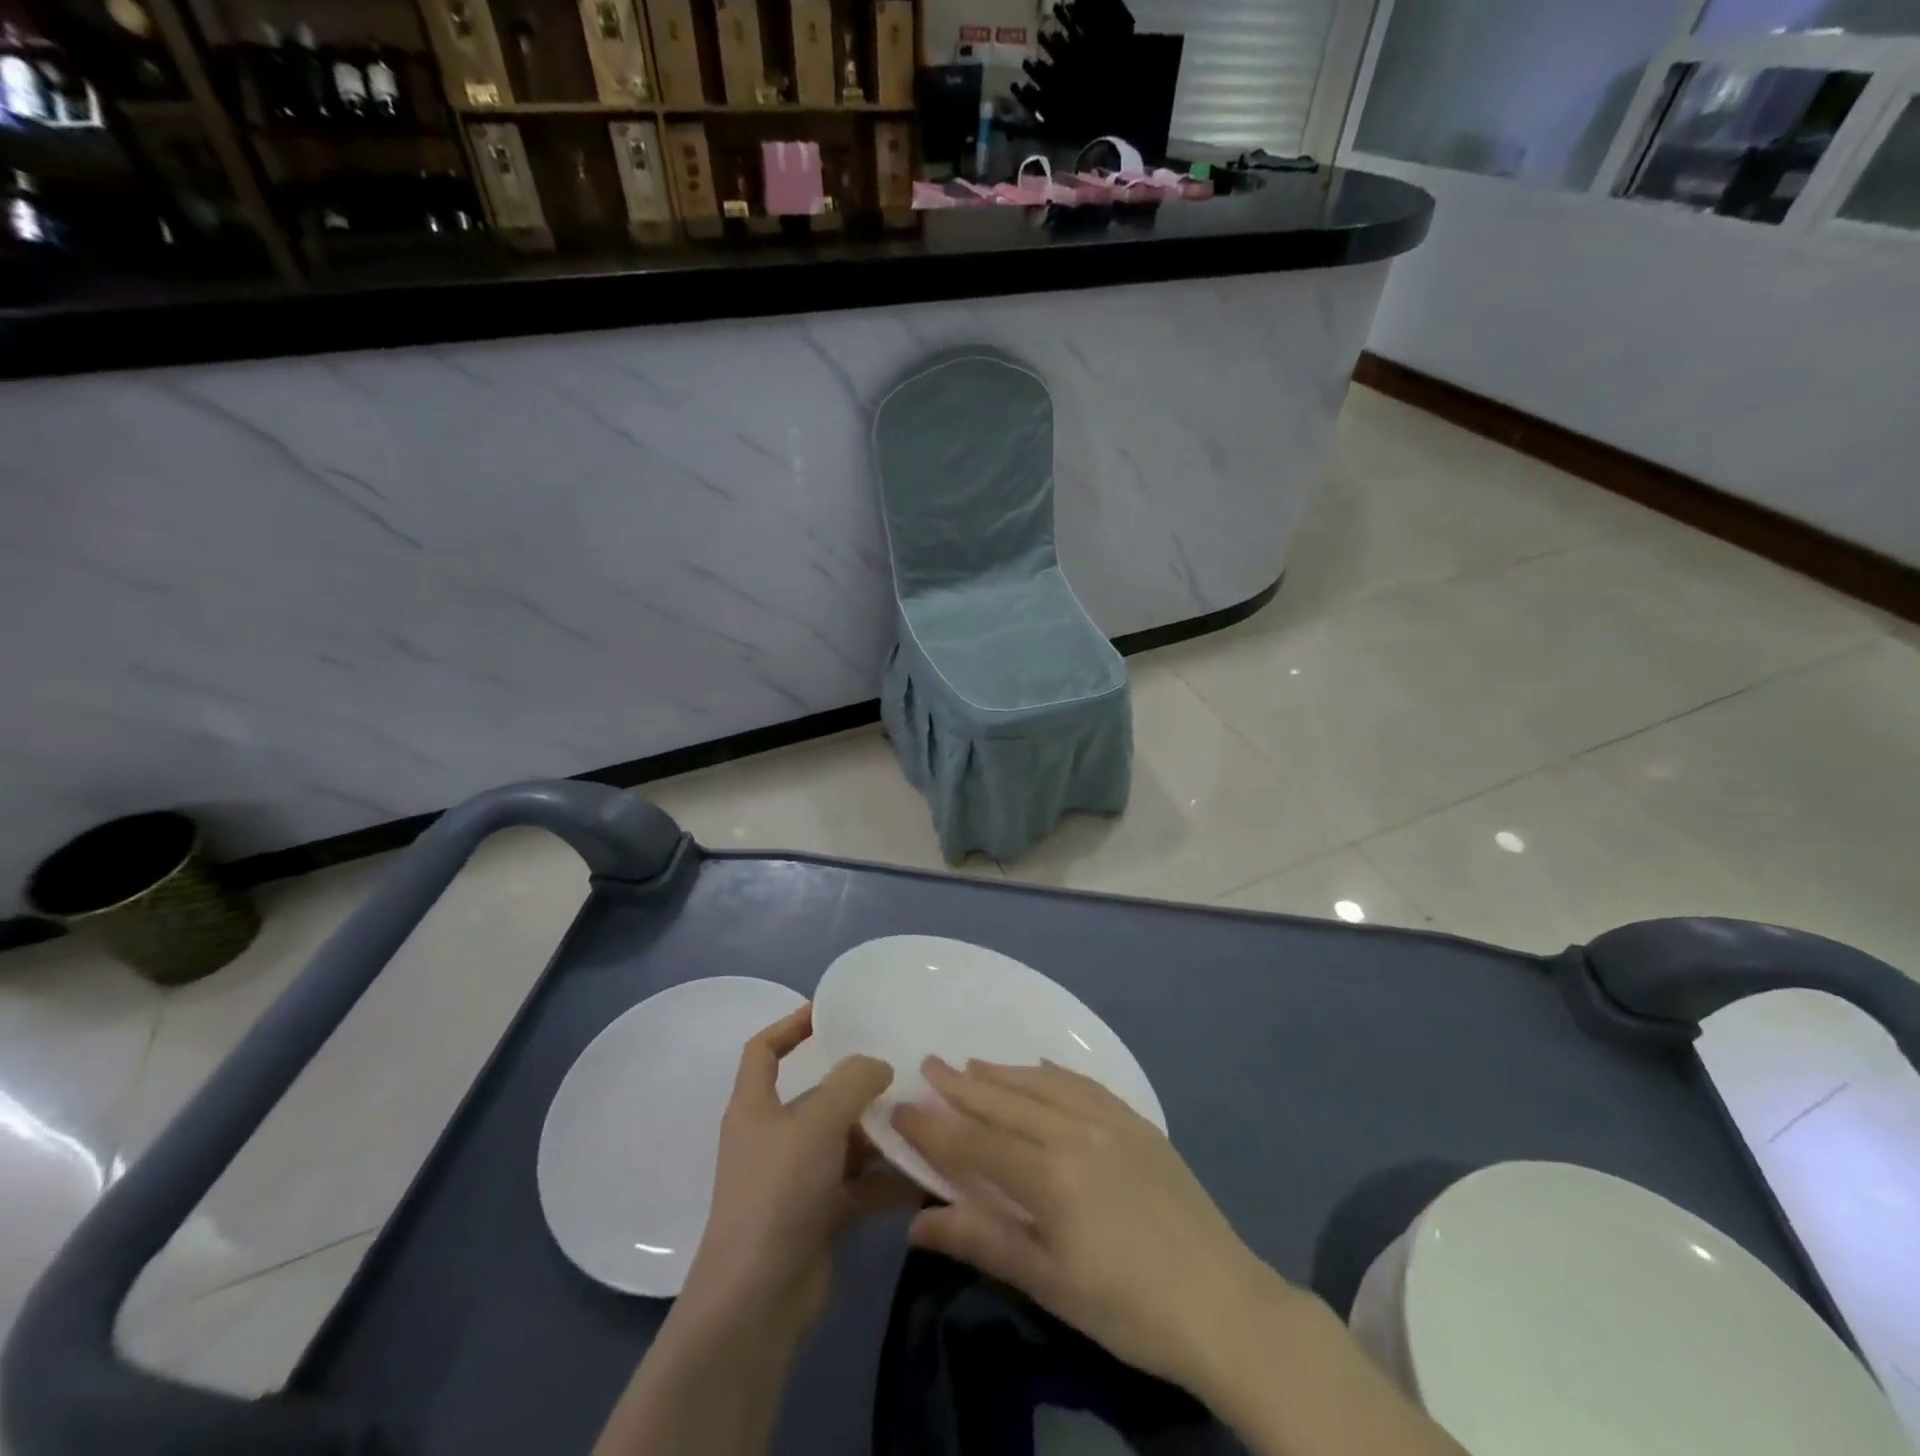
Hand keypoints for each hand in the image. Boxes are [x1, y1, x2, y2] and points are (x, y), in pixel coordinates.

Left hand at [680, 1004, 916, 1340]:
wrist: (756, 1303)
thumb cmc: (778, 1194)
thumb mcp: (817, 1124)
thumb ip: (852, 1083)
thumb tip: (878, 1065)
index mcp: (755, 1108)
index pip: (763, 1050)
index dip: (790, 1025)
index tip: (830, 1014)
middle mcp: (772, 1138)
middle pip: (818, 1098)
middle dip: (859, 1089)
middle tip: (905, 1074)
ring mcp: (795, 1181)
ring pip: (844, 1142)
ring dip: (879, 1135)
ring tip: (923, 1123)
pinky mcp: (818, 1217)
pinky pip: (857, 1184)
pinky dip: (885, 1180)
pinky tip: (921, 1176)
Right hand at [891, 1057, 1282, 1400]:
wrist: (1222, 1303)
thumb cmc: (1126, 1307)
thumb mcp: (1048, 1284)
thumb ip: (983, 1241)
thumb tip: (916, 1224)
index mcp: (1049, 1175)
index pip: (974, 1143)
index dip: (933, 1127)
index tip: (899, 1108)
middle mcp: (1074, 1132)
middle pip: (1005, 1102)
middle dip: (961, 1085)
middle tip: (928, 1065)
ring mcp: (1109, 1121)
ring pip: (1042, 1085)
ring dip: (1002, 1074)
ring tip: (970, 1064)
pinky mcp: (1136, 1122)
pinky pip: (1084, 1084)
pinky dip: (1053, 1073)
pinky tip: (1039, 1067)